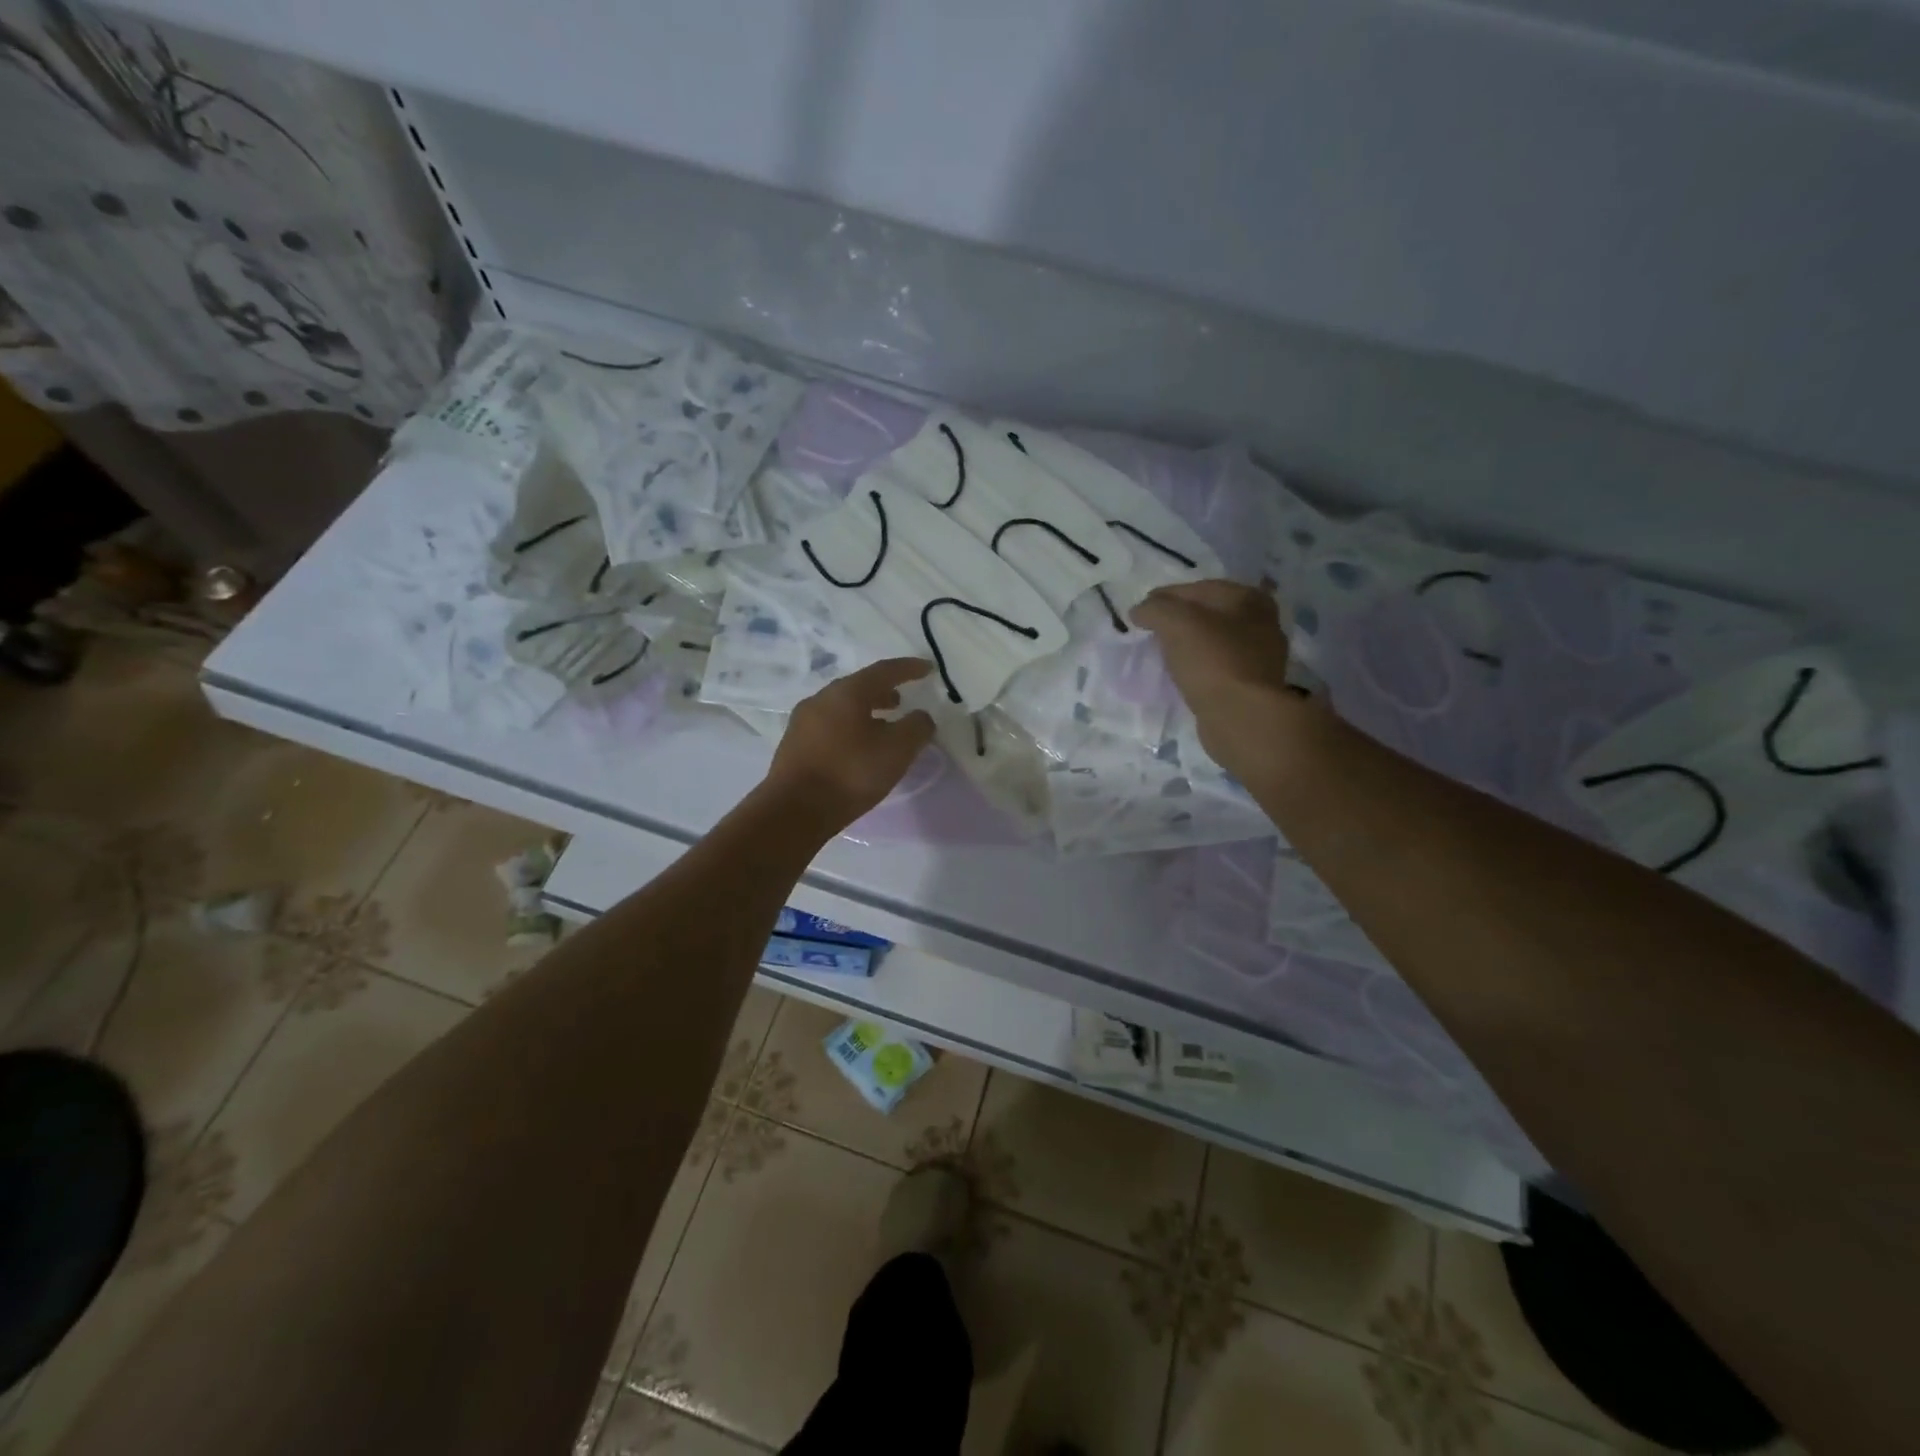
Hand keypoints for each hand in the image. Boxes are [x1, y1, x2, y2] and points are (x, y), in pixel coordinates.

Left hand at [764, 658, 936, 831]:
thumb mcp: (897, 750)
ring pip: (842, 708)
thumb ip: (916, 727)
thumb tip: (921, 716)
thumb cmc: (850, 774)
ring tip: (883, 726)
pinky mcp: (794, 745)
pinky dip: (850, 728)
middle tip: (902, 701)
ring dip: (866, 712)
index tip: (929, 669)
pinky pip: (830, 726)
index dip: (909, 668)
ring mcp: (803, 722)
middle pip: (858, 687)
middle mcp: (821, 699)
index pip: (884, 671)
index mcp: (846, 692)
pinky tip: (858, 748)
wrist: (794, 811)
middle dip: (883, 692)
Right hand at [1133, 580, 1312, 780]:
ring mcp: (1261, 656)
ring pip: (1214, 642)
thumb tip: (1140, 611)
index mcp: (1248, 598)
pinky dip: (1199, 668)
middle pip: (1208, 614)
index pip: (1197, 588)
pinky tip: (1183, 676)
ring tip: (1163, 655)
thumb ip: (1154, 609)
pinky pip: (1218, 668)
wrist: (1242, 717)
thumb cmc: (1212, 661)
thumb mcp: (1175, 622)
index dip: (1164, 597)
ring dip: (1189, 646)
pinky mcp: (1253, 686)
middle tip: (1151, 633)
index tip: (1139, 613)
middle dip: (1179, 621)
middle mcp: (1262, 622)